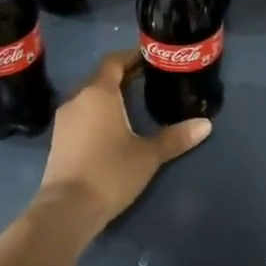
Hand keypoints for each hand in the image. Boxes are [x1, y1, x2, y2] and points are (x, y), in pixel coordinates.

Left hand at [38, 50, 209, 230]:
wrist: (67, 209)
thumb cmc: (111, 172)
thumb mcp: (149, 155)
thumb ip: (176, 137)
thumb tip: (206, 124)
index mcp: (99, 93)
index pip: (114, 62)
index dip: (132, 57)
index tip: (151, 58)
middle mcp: (77, 99)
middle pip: (101, 78)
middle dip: (124, 76)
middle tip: (150, 80)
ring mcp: (64, 120)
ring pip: (90, 97)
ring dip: (110, 95)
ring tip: (135, 102)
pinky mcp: (59, 139)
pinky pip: (82, 114)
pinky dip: (99, 112)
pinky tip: (115, 126)